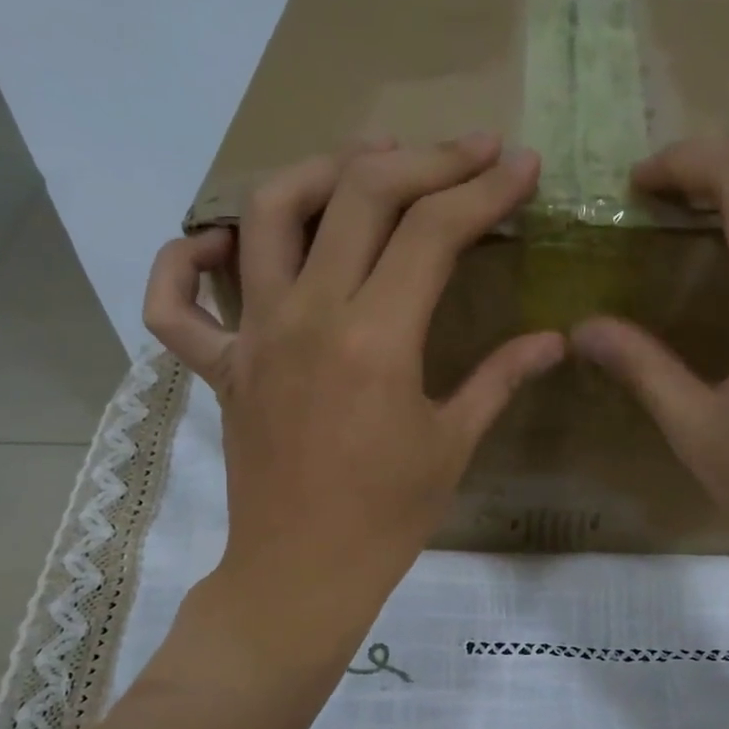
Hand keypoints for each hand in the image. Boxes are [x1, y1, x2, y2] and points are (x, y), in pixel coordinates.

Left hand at [145, 134, 565, 651]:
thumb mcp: (452, 446)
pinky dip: (183, 261)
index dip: (484, 189)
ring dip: (319, 171)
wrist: (304, 574)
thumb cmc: (387, 519)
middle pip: (358, 194)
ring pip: (266, 213)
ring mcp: (253, 336)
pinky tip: (218, 244)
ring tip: (365, 166)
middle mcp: (308, 316)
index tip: (520, 167)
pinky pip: (174, 303)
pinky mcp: (220, 366)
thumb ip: (500, 379)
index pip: (433, 231)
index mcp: (376, 339)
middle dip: (422, 159)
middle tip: (465, 154)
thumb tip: (554, 339)